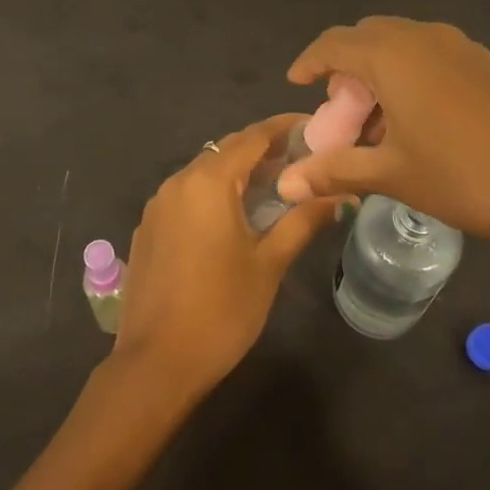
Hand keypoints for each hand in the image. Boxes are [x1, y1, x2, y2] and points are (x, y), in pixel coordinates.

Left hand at [115, 115, 344, 401]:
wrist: (156, 363)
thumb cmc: (221, 310)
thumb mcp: (269, 263)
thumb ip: (302, 221)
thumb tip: (340, 195)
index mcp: (207, 181)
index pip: (251, 137)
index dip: (283, 127)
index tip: (314, 126)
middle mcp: (178, 181)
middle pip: (226, 150)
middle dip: (263, 150)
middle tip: (302, 159)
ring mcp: (158, 204)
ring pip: (204, 172)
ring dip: (238, 173)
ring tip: (275, 186)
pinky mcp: (149, 227)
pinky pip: (187, 195)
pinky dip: (214, 193)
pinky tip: (235, 216)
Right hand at [277, 17, 489, 260]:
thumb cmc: (464, 176)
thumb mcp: (391, 174)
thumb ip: (334, 171)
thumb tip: (285, 185)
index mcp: (391, 55)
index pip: (334, 44)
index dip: (309, 61)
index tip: (295, 83)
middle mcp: (423, 37)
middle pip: (367, 39)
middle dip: (345, 70)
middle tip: (340, 113)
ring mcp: (461, 47)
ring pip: (402, 46)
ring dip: (379, 75)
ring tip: (378, 125)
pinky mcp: (488, 64)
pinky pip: (432, 57)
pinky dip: (410, 78)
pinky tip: (419, 124)